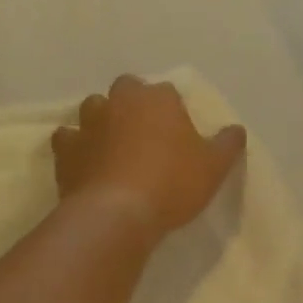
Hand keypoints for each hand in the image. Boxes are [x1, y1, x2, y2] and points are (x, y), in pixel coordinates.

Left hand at [52, 76, 245, 239]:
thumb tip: (236, 130)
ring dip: (102, 119)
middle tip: (145, 132)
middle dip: (133, 103)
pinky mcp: (66, 150)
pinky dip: (75, 145)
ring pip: (93, 108)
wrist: (117, 213)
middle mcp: (120, 101)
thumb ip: (228, 144)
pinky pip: (68, 139)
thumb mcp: (214, 168)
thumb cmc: (172, 184)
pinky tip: (84, 161)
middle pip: (126, 89)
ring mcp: (88, 123)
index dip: (172, 109)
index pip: (167, 92)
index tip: (178, 132)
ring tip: (113, 144)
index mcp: (158, 99)